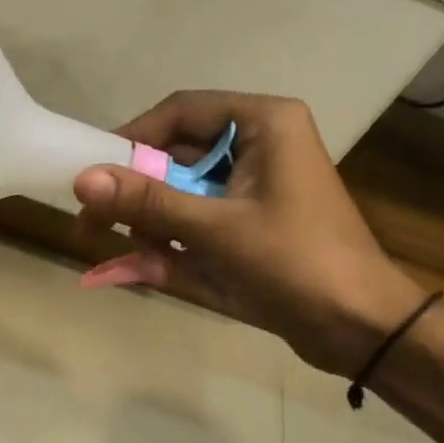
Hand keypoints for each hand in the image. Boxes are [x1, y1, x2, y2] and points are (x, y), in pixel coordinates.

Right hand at [73, 91, 426, 376]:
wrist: (362, 330)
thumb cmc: (296, 264)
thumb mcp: (216, 230)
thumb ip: (148, 202)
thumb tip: (82, 179)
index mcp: (263, 124)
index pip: (180, 112)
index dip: (132, 138)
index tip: (93, 172)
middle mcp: (259, 145)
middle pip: (176, 154)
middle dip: (137, 193)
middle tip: (93, 222)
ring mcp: (254, 186)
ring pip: (181, 190)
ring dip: (152, 222)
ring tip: (130, 252)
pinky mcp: (249, 221)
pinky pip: (196, 220)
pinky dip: (171, 242)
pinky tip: (150, 266)